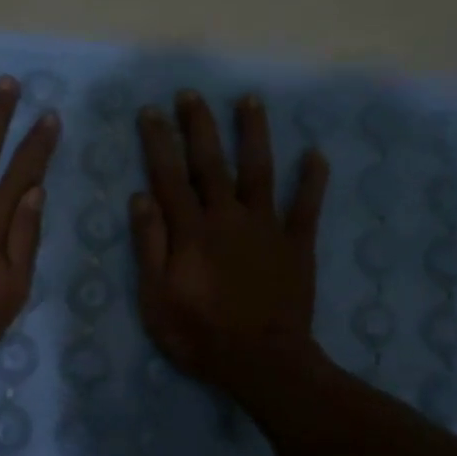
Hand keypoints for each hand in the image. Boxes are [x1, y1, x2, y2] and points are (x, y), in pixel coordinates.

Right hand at [131, 91, 329, 392]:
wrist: (263, 361)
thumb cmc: (200, 334)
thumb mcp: (156, 298)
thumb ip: (150, 246)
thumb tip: (140, 197)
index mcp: (192, 230)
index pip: (169, 176)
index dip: (158, 142)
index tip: (150, 112)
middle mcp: (229, 217)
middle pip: (212, 163)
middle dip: (200, 126)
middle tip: (191, 94)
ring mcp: (267, 228)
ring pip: (260, 171)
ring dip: (255, 134)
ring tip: (250, 101)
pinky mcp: (297, 245)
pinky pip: (306, 207)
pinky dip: (312, 180)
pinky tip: (316, 154)